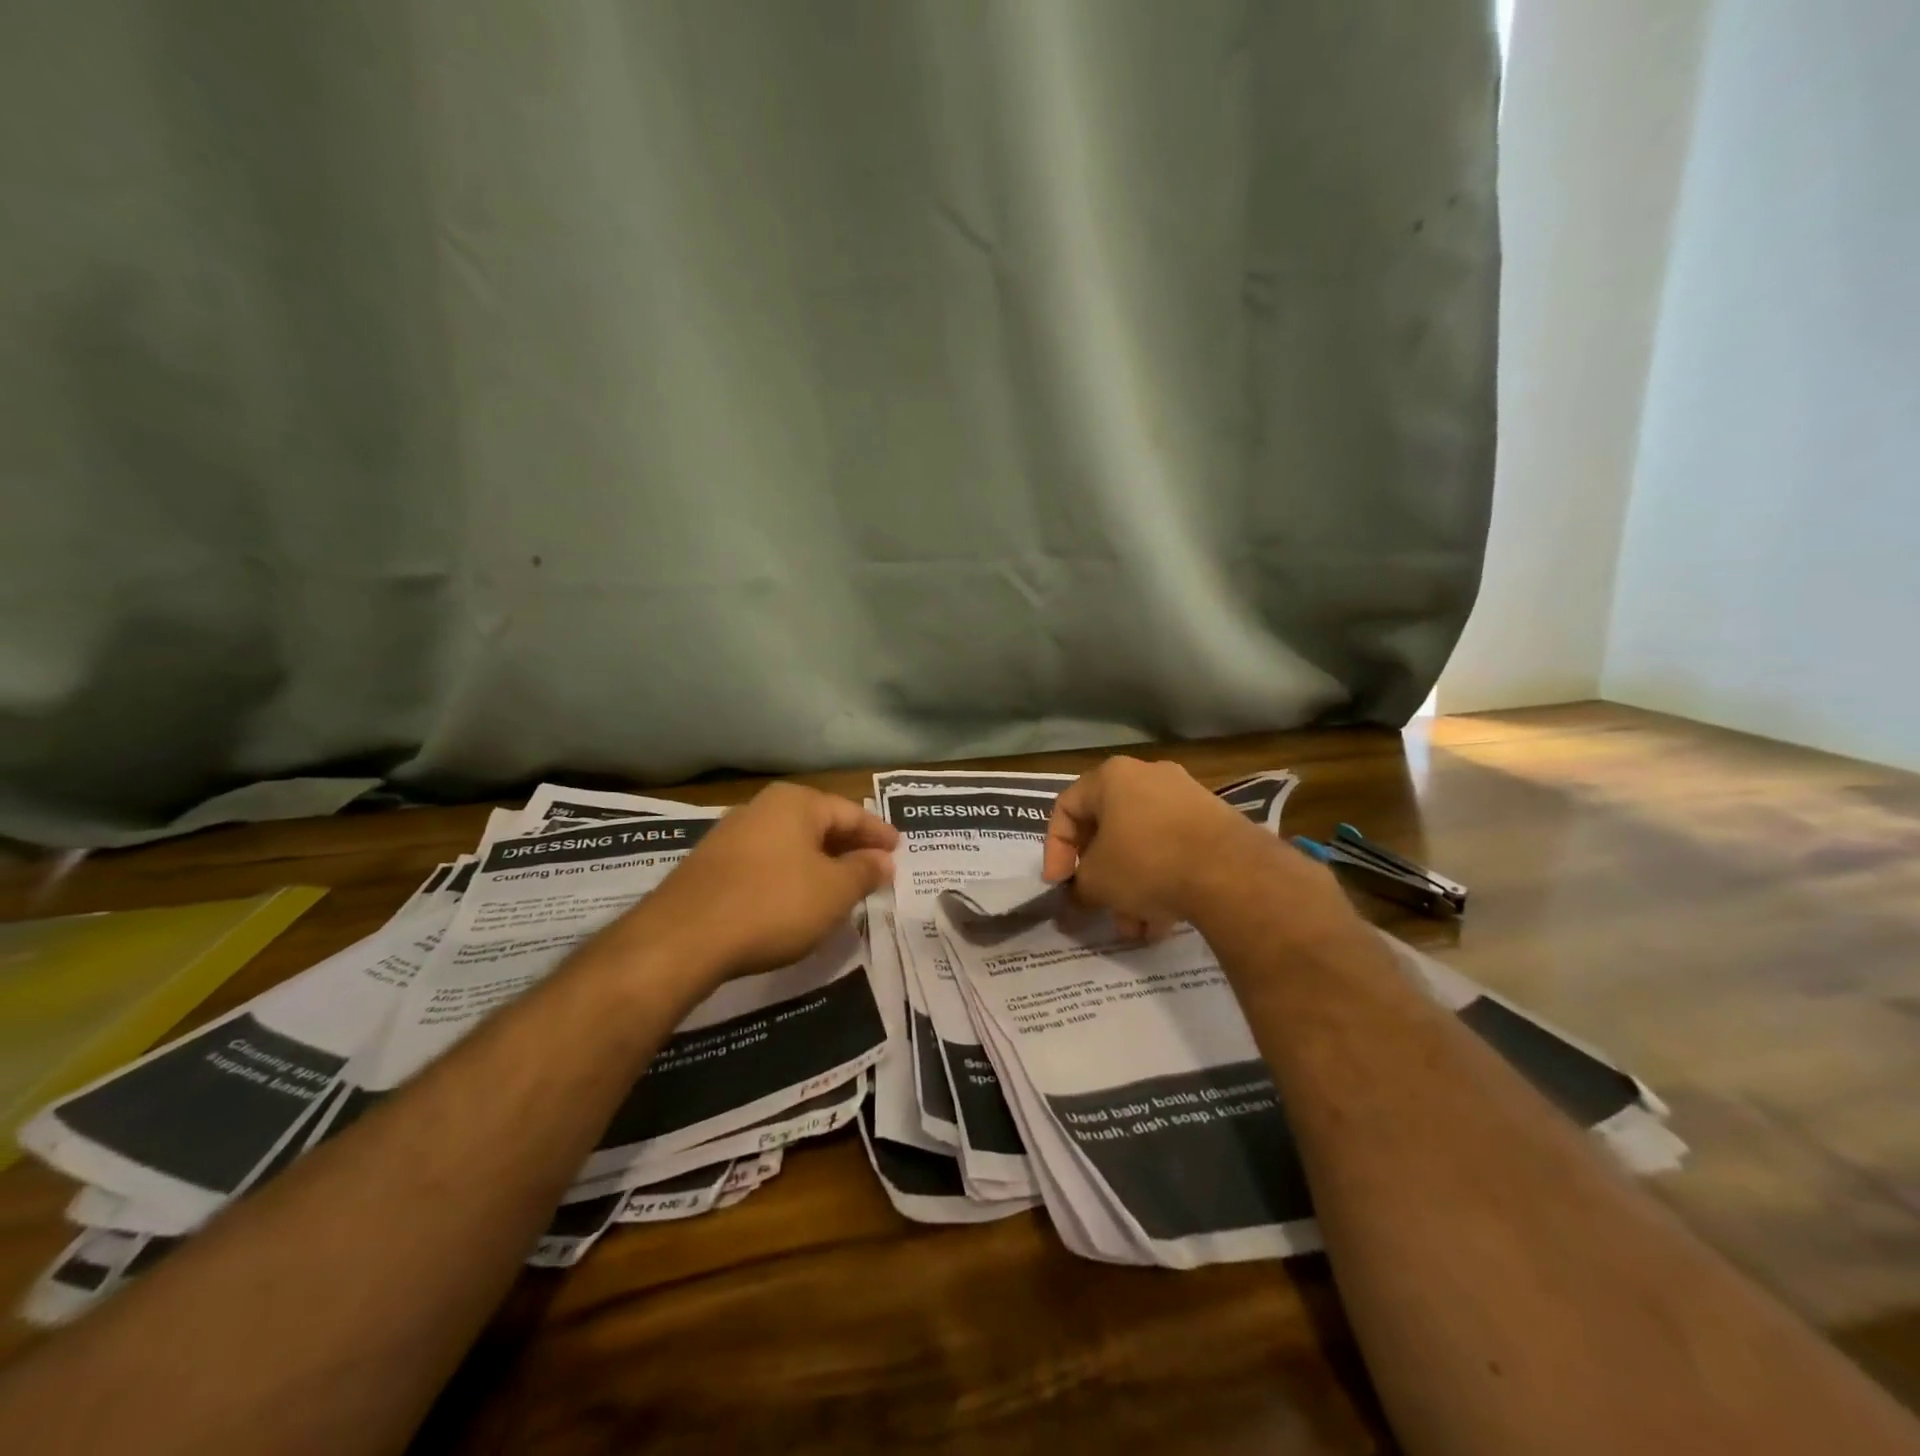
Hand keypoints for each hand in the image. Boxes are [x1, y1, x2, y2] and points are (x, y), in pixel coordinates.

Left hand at [638, 783, 898, 981]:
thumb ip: (864, 871)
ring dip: (819, 863)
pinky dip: (790, 876)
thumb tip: (883, 859)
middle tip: (875, 867)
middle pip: (818, 824)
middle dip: (849, 846)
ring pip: (791, 844)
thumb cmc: (774, 904)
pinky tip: (797, 900)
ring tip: (841, 886)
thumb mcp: (834, 891)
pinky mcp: (711, 867)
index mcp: (796, 803)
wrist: (683, 938)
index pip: (851, 812)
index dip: (878, 833)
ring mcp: (731, 836)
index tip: (898, 850)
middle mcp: (762, 808)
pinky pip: (766, 863)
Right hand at [1043, 757, 1317, 937]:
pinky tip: (1162, 923)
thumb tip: (1078, 895)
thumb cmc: (1146, 862)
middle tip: (1097, 908)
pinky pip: (1174, 850)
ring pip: (1143, 845)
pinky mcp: (1215, 822)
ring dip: (1131, 888)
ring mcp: (1186, 797)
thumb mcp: (1097, 881)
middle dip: (1100, 877)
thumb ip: (1078, 886)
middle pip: (1108, 829)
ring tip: (1134, 929)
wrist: (1230, 872)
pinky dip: (1162, 882)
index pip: (1066, 808)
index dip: (1055, 850)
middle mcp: (1148, 776)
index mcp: (1112, 777)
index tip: (1059, 885)